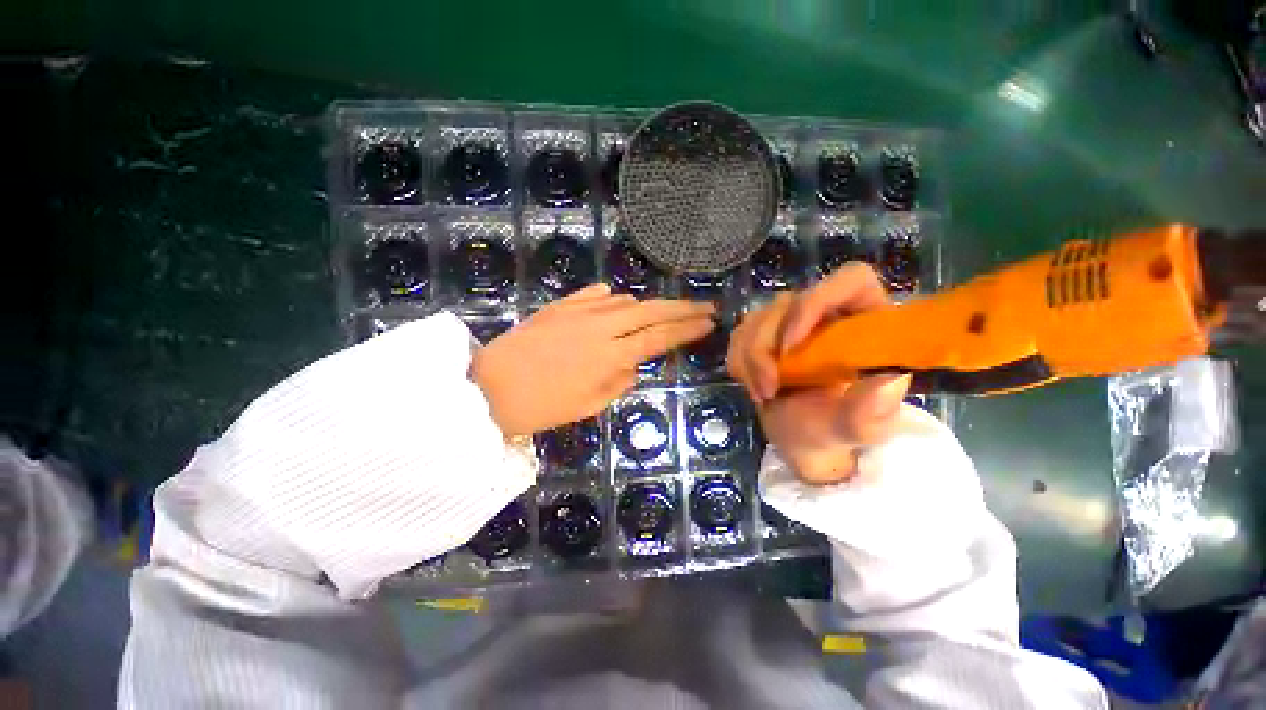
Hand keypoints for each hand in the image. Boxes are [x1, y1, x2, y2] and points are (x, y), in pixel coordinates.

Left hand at [472, 284, 714, 435]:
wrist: (488, 386)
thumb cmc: (541, 406)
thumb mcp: (588, 406)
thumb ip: (619, 382)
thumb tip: (635, 365)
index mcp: (610, 356)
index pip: (660, 338)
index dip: (687, 329)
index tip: (709, 323)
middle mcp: (601, 326)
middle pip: (651, 310)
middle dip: (682, 307)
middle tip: (704, 306)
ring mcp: (579, 310)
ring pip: (626, 300)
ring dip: (646, 307)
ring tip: (657, 315)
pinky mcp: (560, 305)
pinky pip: (597, 294)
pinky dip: (613, 300)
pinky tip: (616, 305)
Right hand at [727, 264, 909, 484]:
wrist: (800, 440)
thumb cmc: (832, 432)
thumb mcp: (854, 430)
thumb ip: (870, 413)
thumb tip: (889, 383)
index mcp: (864, 324)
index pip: (849, 281)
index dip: (816, 301)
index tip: (791, 345)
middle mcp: (825, 315)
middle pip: (786, 303)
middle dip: (766, 348)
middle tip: (769, 388)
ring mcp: (789, 322)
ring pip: (756, 319)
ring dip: (750, 359)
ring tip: (764, 394)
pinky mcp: (762, 335)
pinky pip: (739, 335)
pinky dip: (740, 363)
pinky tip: (755, 386)